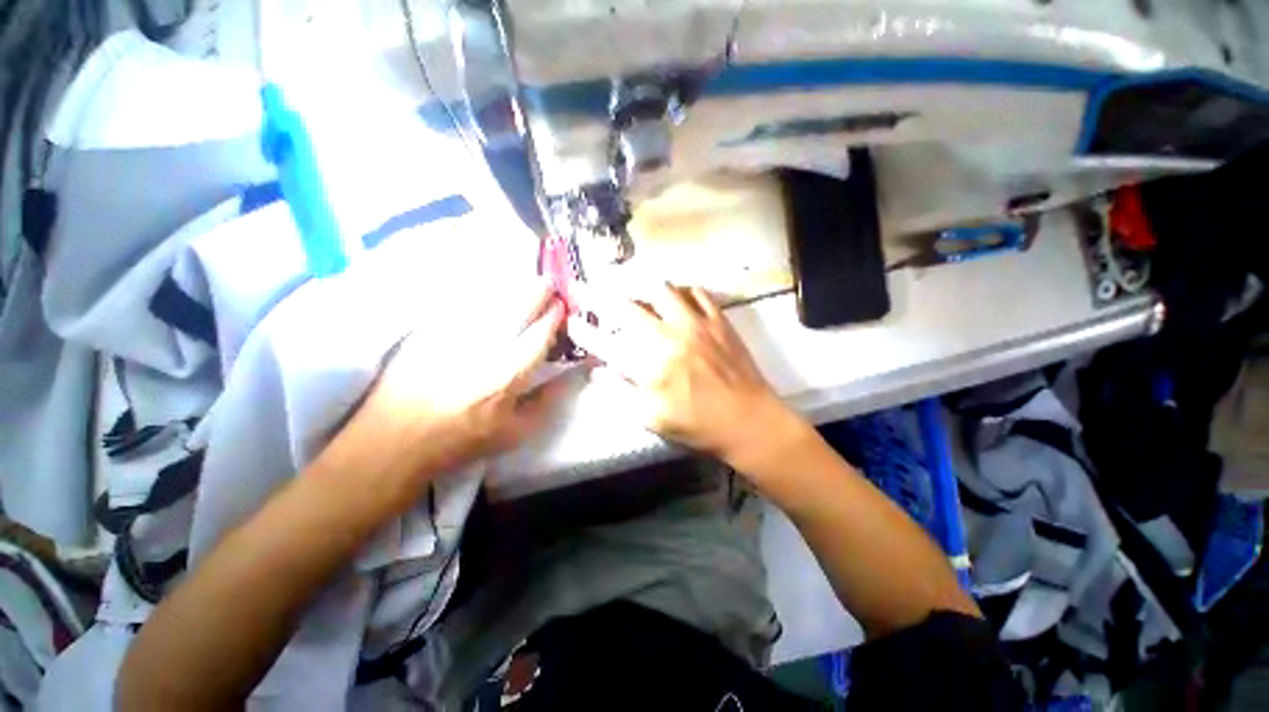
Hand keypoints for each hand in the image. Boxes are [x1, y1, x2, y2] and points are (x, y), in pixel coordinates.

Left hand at [334, 282, 568, 492]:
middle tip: (548, 282)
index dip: (554, 317)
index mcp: (507, 376)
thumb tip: (573, 374)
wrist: (396, 439)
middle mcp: (482, 350)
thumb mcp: (516, 431)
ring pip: (489, 301)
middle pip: (516, 310)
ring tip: (525, 282)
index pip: (538, 336)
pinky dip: (480, 293)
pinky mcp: (428, 331)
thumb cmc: (463, 439)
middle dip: (536, 292)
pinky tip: (489, 290)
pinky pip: (461, 304)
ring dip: (512, 288)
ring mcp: (452, 336)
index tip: (562, 305)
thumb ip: (548, 400)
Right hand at [568, 282, 806, 471]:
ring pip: (660, 289)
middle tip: (586, 287)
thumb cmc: (697, 425)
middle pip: (625, 307)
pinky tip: (674, 295)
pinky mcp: (717, 320)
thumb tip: (597, 372)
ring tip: (629, 287)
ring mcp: (695, 324)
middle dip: (598, 295)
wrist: (748, 420)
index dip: (583, 330)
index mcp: (649, 365)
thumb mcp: (651, 419)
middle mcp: (668, 336)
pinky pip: (696, 292)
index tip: (572, 320)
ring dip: (639, 286)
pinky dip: (679, 289)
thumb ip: (620, 393)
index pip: (604, 342)